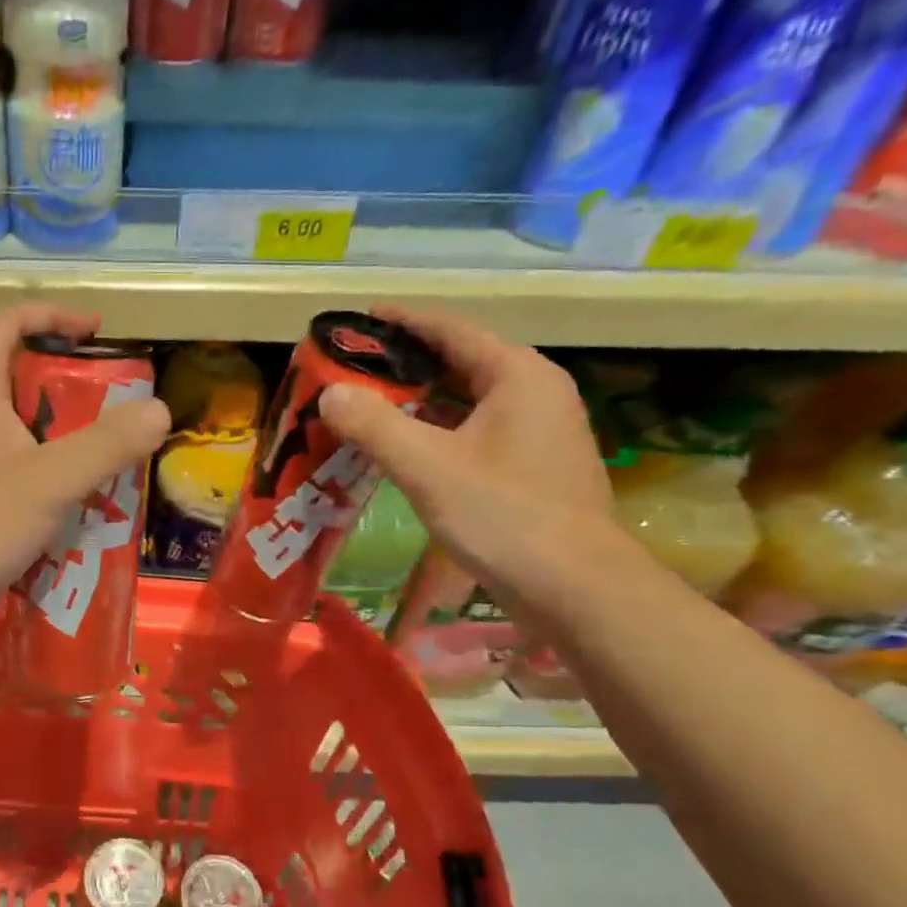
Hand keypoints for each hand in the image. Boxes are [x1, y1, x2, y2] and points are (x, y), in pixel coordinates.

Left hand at [0, 304, 170, 638]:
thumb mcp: (49, 480)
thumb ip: (105, 444)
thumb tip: (159, 409)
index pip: (5, 326)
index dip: (49, 316)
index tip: (94, 329)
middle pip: (17, 380)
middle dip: (67, 385)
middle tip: (114, 404)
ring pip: (20, 433)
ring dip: (63, 437)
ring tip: (109, 455)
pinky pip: (17, 475)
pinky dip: (50, 478)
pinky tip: (80, 504)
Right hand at [320, 306, 624, 604]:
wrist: (576, 589)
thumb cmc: (504, 516)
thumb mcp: (427, 467)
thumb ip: (374, 425)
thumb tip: (329, 393)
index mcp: (517, 375)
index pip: (453, 331)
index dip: (405, 321)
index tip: (362, 318)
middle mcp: (535, 392)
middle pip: (461, 363)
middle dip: (407, 364)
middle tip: (356, 367)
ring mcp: (540, 432)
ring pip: (468, 401)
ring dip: (420, 401)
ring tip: (370, 405)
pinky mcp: (535, 467)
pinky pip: (476, 431)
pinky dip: (438, 431)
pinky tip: (406, 449)